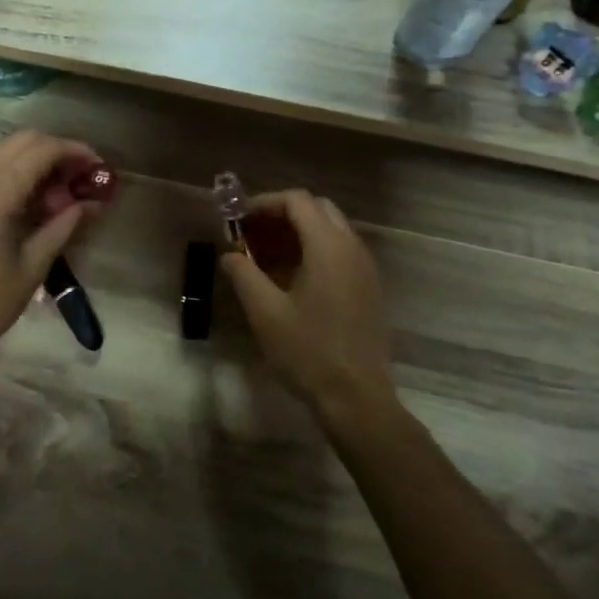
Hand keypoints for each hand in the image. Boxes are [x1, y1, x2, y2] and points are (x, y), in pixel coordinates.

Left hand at [0, 131, 103, 368]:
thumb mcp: (33, 264)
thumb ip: (64, 225)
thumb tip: (90, 203)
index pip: (42, 149)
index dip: (75, 152)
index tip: (98, 167)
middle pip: (22, 141)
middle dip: (55, 153)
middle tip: (79, 180)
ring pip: (1, 153)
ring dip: (32, 163)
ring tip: (57, 196)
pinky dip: (9, 174)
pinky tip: (26, 203)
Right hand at [220, 191, 395, 422]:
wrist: (356, 397)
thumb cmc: (307, 351)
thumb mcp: (264, 312)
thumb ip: (243, 274)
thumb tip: (229, 254)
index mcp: (328, 246)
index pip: (297, 201)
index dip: (264, 203)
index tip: (238, 220)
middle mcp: (352, 248)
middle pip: (317, 209)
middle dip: (282, 214)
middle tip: (252, 235)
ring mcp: (365, 268)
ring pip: (331, 230)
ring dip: (298, 233)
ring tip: (266, 257)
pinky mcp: (369, 288)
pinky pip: (341, 252)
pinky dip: (314, 251)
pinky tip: (291, 279)